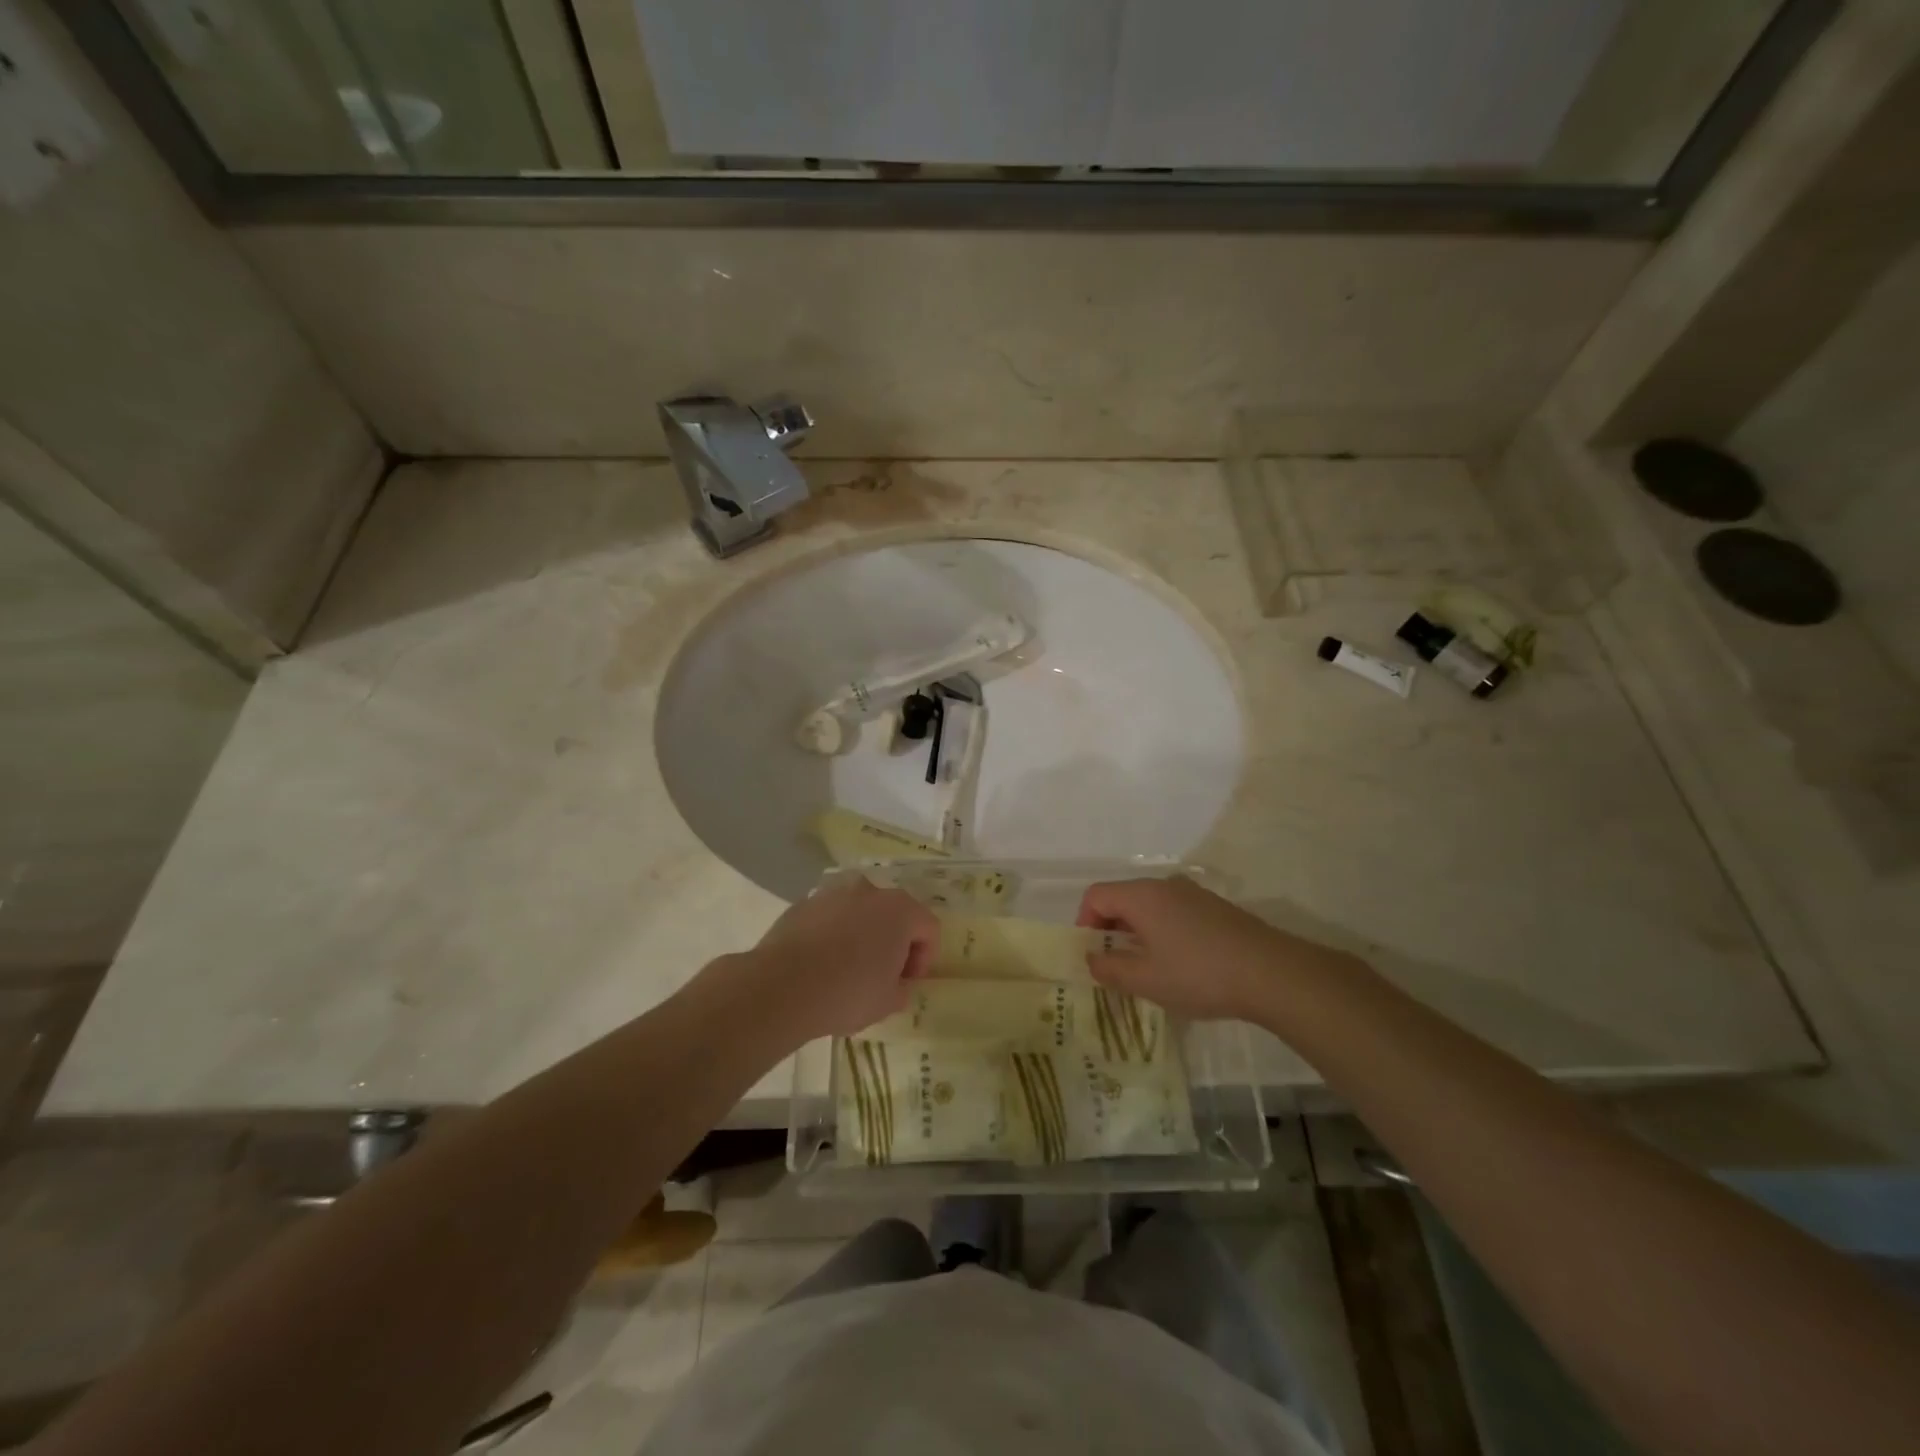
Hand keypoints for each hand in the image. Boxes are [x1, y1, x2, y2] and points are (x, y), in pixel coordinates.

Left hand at [743, 877, 938, 1042]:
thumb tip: (896, 983)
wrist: (782, 986)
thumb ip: (901, 988)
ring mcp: (833, 892)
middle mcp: (869, 890)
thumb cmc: (848, 993)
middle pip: (893, 913)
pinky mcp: (803, 902)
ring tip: (848, 966)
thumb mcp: (888, 1003)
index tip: (907, 982)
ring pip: (859, 911)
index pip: (928, 928)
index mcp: (900, 910)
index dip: (924, 957)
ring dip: (861, 933)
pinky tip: (820, 962)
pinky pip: (829, 916)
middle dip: (893, 941)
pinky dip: (832, 932)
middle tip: (883, 974)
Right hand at [1076, 875, 1315, 1021]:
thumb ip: (1110, 969)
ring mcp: (1193, 894)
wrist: (1272, 973)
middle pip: (1123, 898)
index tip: (1093, 955)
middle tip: (1115, 966)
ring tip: (1147, 969)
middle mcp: (1165, 885)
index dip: (1084, 923)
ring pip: (1150, 906)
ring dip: (1138, 933)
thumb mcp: (1146, 980)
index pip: (1096, 895)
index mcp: (1142, 896)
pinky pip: (1174, 913)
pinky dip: (1163, 932)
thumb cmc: (1199, 974)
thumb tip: (1092, 959)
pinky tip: (1180, 965)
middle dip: (1111, 930)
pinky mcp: (1216, 908)